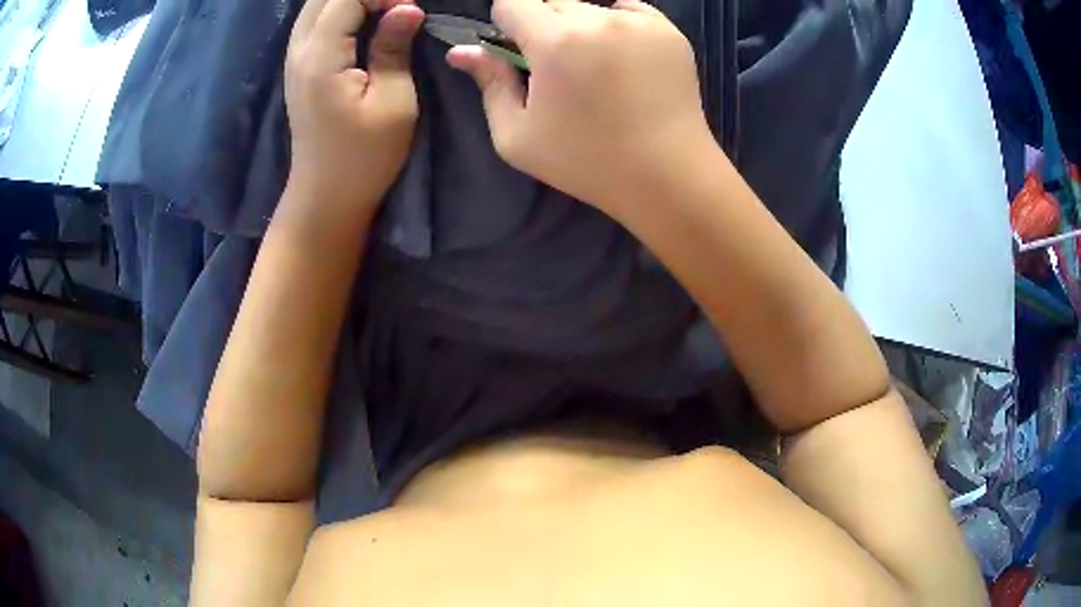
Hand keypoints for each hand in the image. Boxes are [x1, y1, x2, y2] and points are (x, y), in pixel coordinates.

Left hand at [285, 0, 423, 217]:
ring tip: (384, 10)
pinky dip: (340, 9)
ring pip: (317, 4)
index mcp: (321, 57)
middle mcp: (299, 49)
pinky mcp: (298, 65)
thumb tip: (408, 8)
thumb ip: (394, 48)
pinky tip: (363, 18)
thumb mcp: (393, 104)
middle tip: (398, 8)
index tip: (412, 11)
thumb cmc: (364, 157)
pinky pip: (315, 19)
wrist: (325, 195)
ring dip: (351, 0)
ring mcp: (294, 57)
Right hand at [447, 0, 713, 212]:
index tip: (518, 52)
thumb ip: (489, 84)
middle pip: (551, 2)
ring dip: (582, 28)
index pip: (512, 3)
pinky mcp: (669, 30)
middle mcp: (597, 19)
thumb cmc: (587, 162)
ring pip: (590, 7)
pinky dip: (618, 27)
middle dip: (544, 27)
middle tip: (559, 69)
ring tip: (597, 69)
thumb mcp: (518, 137)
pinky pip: (628, 11)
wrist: (668, 176)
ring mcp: (639, 21)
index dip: (507, 25)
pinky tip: (625, 60)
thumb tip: (461, 51)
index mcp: (554, 41)